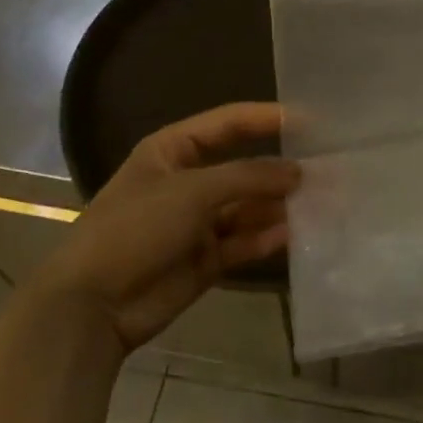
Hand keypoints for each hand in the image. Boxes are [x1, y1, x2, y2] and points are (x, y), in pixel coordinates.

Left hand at [21, 103, 299, 354]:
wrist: (94, 304)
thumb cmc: (136, 230)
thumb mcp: (191, 192)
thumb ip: (248, 177)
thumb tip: (299, 172)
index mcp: (172, 152)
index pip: (227, 124)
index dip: (265, 118)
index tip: (310, 120)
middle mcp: (188, 183)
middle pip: (243, 168)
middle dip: (280, 169)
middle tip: (327, 171)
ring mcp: (198, 223)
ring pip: (249, 208)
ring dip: (280, 206)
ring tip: (322, 203)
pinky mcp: (207, 259)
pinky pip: (245, 242)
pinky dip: (268, 238)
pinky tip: (297, 234)